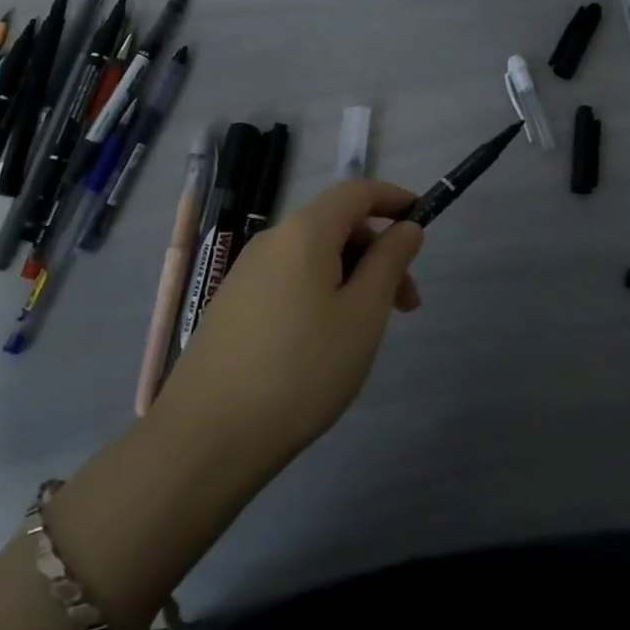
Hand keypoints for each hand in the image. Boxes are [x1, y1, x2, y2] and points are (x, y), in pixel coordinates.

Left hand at [146, 180, 424, 490]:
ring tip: (367, 331)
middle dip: (378, 252)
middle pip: (336, 224)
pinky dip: (322, 292)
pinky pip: (290, 279)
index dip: (394, 198)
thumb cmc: (301, 370)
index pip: (357, 191)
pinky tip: (325, 342)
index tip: (423, 221)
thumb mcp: (363, 315)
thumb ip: (389, 262)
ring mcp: (246, 273)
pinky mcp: (232, 305)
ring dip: (352, 277)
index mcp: (304, 231)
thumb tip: (406, 226)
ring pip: (314, 256)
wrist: (206, 439)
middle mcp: (272, 240)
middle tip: (406, 304)